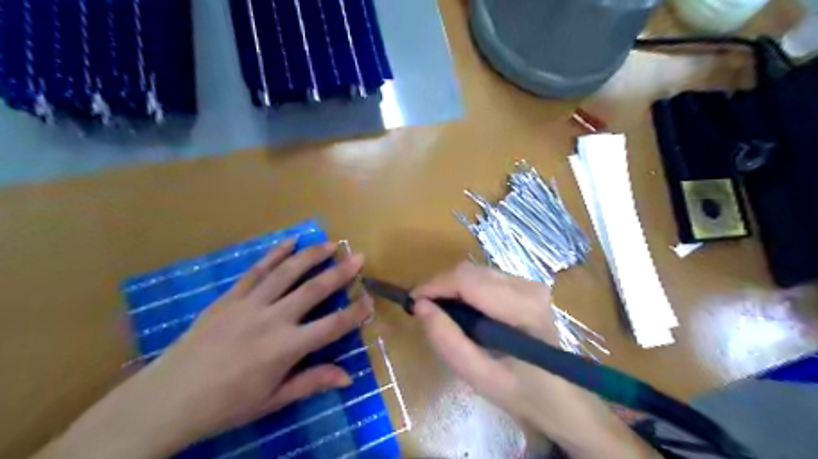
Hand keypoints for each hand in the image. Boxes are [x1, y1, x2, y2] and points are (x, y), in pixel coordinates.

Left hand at [35, 240, 373, 457]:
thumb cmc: (225, 405)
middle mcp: (272, 319)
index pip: (332, 326)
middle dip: (340, 272)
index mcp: (286, 348)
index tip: (370, 300)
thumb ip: (312, 382)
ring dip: (311, 256)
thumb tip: (348, 377)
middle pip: (314, 290)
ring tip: (330, 244)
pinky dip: (274, 254)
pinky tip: (289, 241)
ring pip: (287, 272)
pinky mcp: (230, 297)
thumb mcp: (273, 400)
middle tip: (359, 256)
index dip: (356, 312)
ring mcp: (249, 304)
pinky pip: (256, 270)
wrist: (166, 399)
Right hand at [413, 264, 659, 458]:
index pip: (467, 280)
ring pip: (476, 272)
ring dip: (452, 288)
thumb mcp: (481, 377)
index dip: (434, 286)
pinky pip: (486, 278)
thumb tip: (421, 307)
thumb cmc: (525, 393)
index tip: (412, 302)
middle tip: (424, 311)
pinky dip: (466, 290)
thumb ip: (448, 342)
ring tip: (441, 313)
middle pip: (470, 271)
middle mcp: (528, 286)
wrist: (566, 399)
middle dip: (441, 287)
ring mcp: (530, 284)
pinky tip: (463, 312)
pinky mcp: (528, 287)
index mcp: (522, 308)